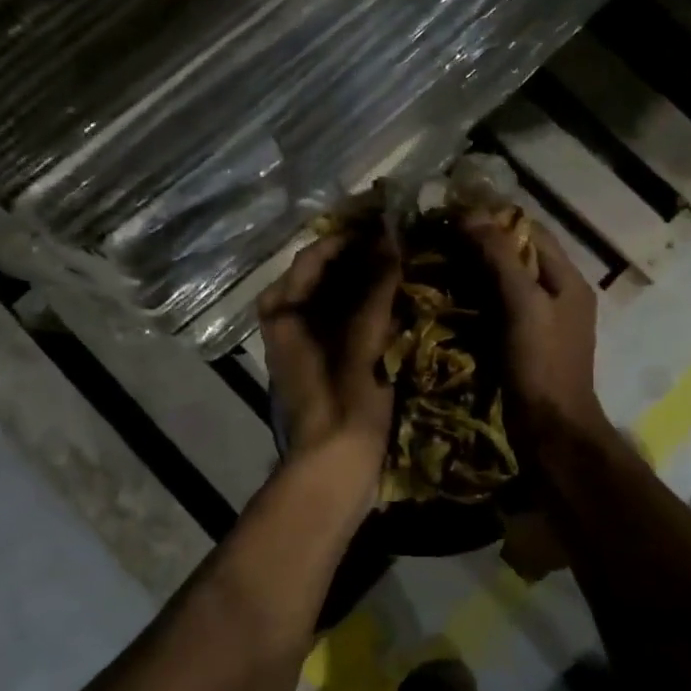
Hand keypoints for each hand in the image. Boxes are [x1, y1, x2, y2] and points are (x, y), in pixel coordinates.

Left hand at [259, 228, 400, 482]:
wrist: (334, 467)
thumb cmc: (344, 401)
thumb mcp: (362, 341)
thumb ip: (376, 289)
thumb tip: (391, 238)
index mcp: (284, 310)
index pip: (315, 254)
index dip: (351, 236)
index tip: (388, 223)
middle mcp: (288, 320)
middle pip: (325, 274)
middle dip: (362, 257)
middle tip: (403, 242)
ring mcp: (305, 342)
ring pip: (336, 297)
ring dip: (367, 281)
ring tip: (406, 265)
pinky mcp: (325, 361)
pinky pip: (346, 320)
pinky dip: (368, 306)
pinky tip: (399, 302)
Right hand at [460, 212, 609, 456]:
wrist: (551, 431)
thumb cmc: (542, 365)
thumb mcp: (523, 305)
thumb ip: (500, 258)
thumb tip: (472, 214)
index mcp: (568, 280)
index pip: (531, 231)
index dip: (495, 218)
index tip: (454, 214)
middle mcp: (559, 295)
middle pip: (518, 256)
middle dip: (481, 246)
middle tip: (438, 240)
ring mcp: (543, 322)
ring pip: (506, 283)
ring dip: (475, 273)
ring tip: (437, 264)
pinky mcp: (525, 345)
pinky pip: (499, 311)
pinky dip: (476, 301)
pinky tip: (448, 300)